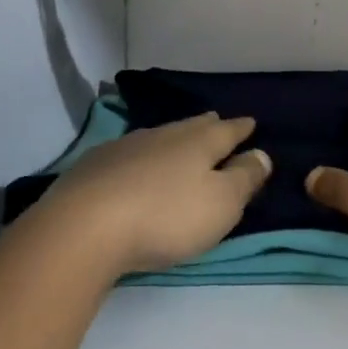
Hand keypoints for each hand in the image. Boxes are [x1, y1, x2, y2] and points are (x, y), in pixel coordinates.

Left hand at [42, 113, 271, 276]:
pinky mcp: (96, 165)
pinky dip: (143, 156)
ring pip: (161, 136)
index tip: (251, 124)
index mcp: (199, 142)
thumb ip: (244, 178)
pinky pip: (130, 152)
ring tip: (181, 142)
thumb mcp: (221, 203)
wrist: (85, 226)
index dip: (242, 129)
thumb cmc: (166, 216)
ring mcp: (127, 146)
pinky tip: (137, 165)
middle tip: (217, 122)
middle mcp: (165, 135)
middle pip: (193, 126)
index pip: (228, 130)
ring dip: (174, 139)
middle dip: (209, 126)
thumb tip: (262, 154)